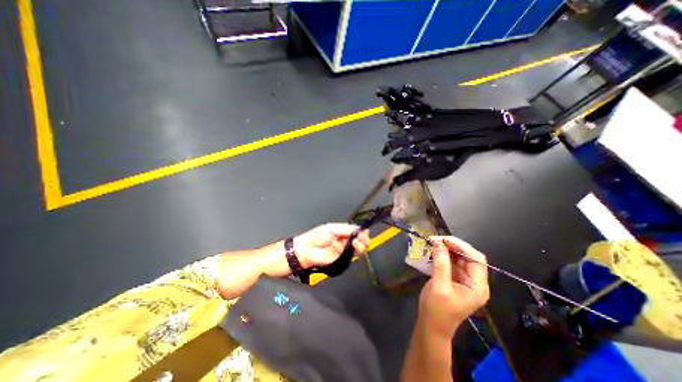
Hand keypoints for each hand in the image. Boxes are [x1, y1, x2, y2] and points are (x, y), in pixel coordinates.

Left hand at [294, 223, 366, 267]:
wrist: (307, 251)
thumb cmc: (316, 237)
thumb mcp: (332, 228)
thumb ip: (346, 229)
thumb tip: (359, 228)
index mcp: (341, 231)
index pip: (355, 231)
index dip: (361, 231)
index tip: (365, 231)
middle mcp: (344, 240)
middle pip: (359, 239)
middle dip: (363, 238)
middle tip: (363, 236)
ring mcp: (343, 250)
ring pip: (357, 248)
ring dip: (360, 244)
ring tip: (357, 241)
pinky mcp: (342, 258)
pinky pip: (351, 255)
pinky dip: (354, 251)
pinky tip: (353, 246)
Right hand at [418, 236, 486, 336]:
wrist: (431, 325)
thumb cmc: (437, 309)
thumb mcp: (439, 285)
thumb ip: (441, 263)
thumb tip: (438, 243)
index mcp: (477, 286)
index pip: (477, 260)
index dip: (462, 247)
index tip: (444, 239)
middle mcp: (474, 281)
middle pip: (469, 257)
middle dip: (454, 246)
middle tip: (436, 239)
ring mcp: (464, 280)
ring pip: (460, 258)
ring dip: (448, 249)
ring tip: (434, 242)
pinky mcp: (455, 278)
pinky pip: (452, 262)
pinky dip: (444, 255)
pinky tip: (435, 250)